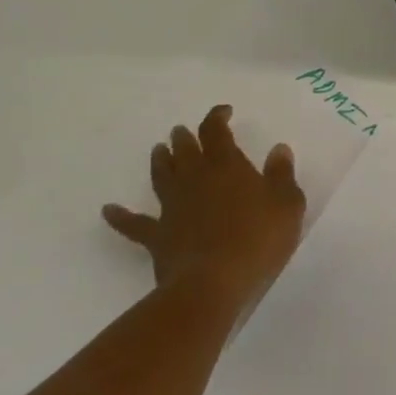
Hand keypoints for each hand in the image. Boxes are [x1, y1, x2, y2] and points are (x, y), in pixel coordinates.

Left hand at [102, 105, 306, 313]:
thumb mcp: (287, 204)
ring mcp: (173, 207)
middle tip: (181, 131)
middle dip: (184, 138)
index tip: (224, 111)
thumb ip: (282, 174)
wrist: (213, 283)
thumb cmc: (258, 239)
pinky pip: (134, 224)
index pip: (217, 132)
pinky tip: (108, 210)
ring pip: (162, 176)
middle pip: (186, 151)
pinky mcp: (157, 236)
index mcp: (228, 167)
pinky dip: (120, 216)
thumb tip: (278, 149)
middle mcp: (196, 179)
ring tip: (158, 150)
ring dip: (160, 161)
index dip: (217, 118)